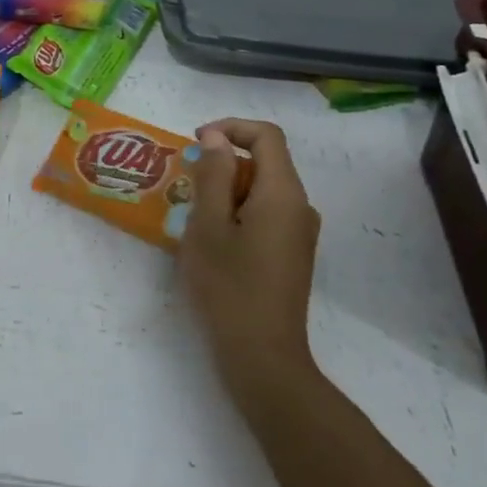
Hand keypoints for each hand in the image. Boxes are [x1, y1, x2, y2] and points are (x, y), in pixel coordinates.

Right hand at [178, 119, 322, 399]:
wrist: (263, 357)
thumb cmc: (229, 287)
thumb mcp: (208, 226)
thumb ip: (212, 175)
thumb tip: (216, 138)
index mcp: (283, 193)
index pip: (266, 136)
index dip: (230, 128)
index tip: (195, 144)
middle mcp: (300, 207)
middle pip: (265, 162)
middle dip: (223, 164)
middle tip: (186, 188)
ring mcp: (299, 233)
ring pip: (263, 190)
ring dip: (227, 190)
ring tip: (194, 217)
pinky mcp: (292, 254)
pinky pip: (266, 214)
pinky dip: (238, 212)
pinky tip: (213, 241)